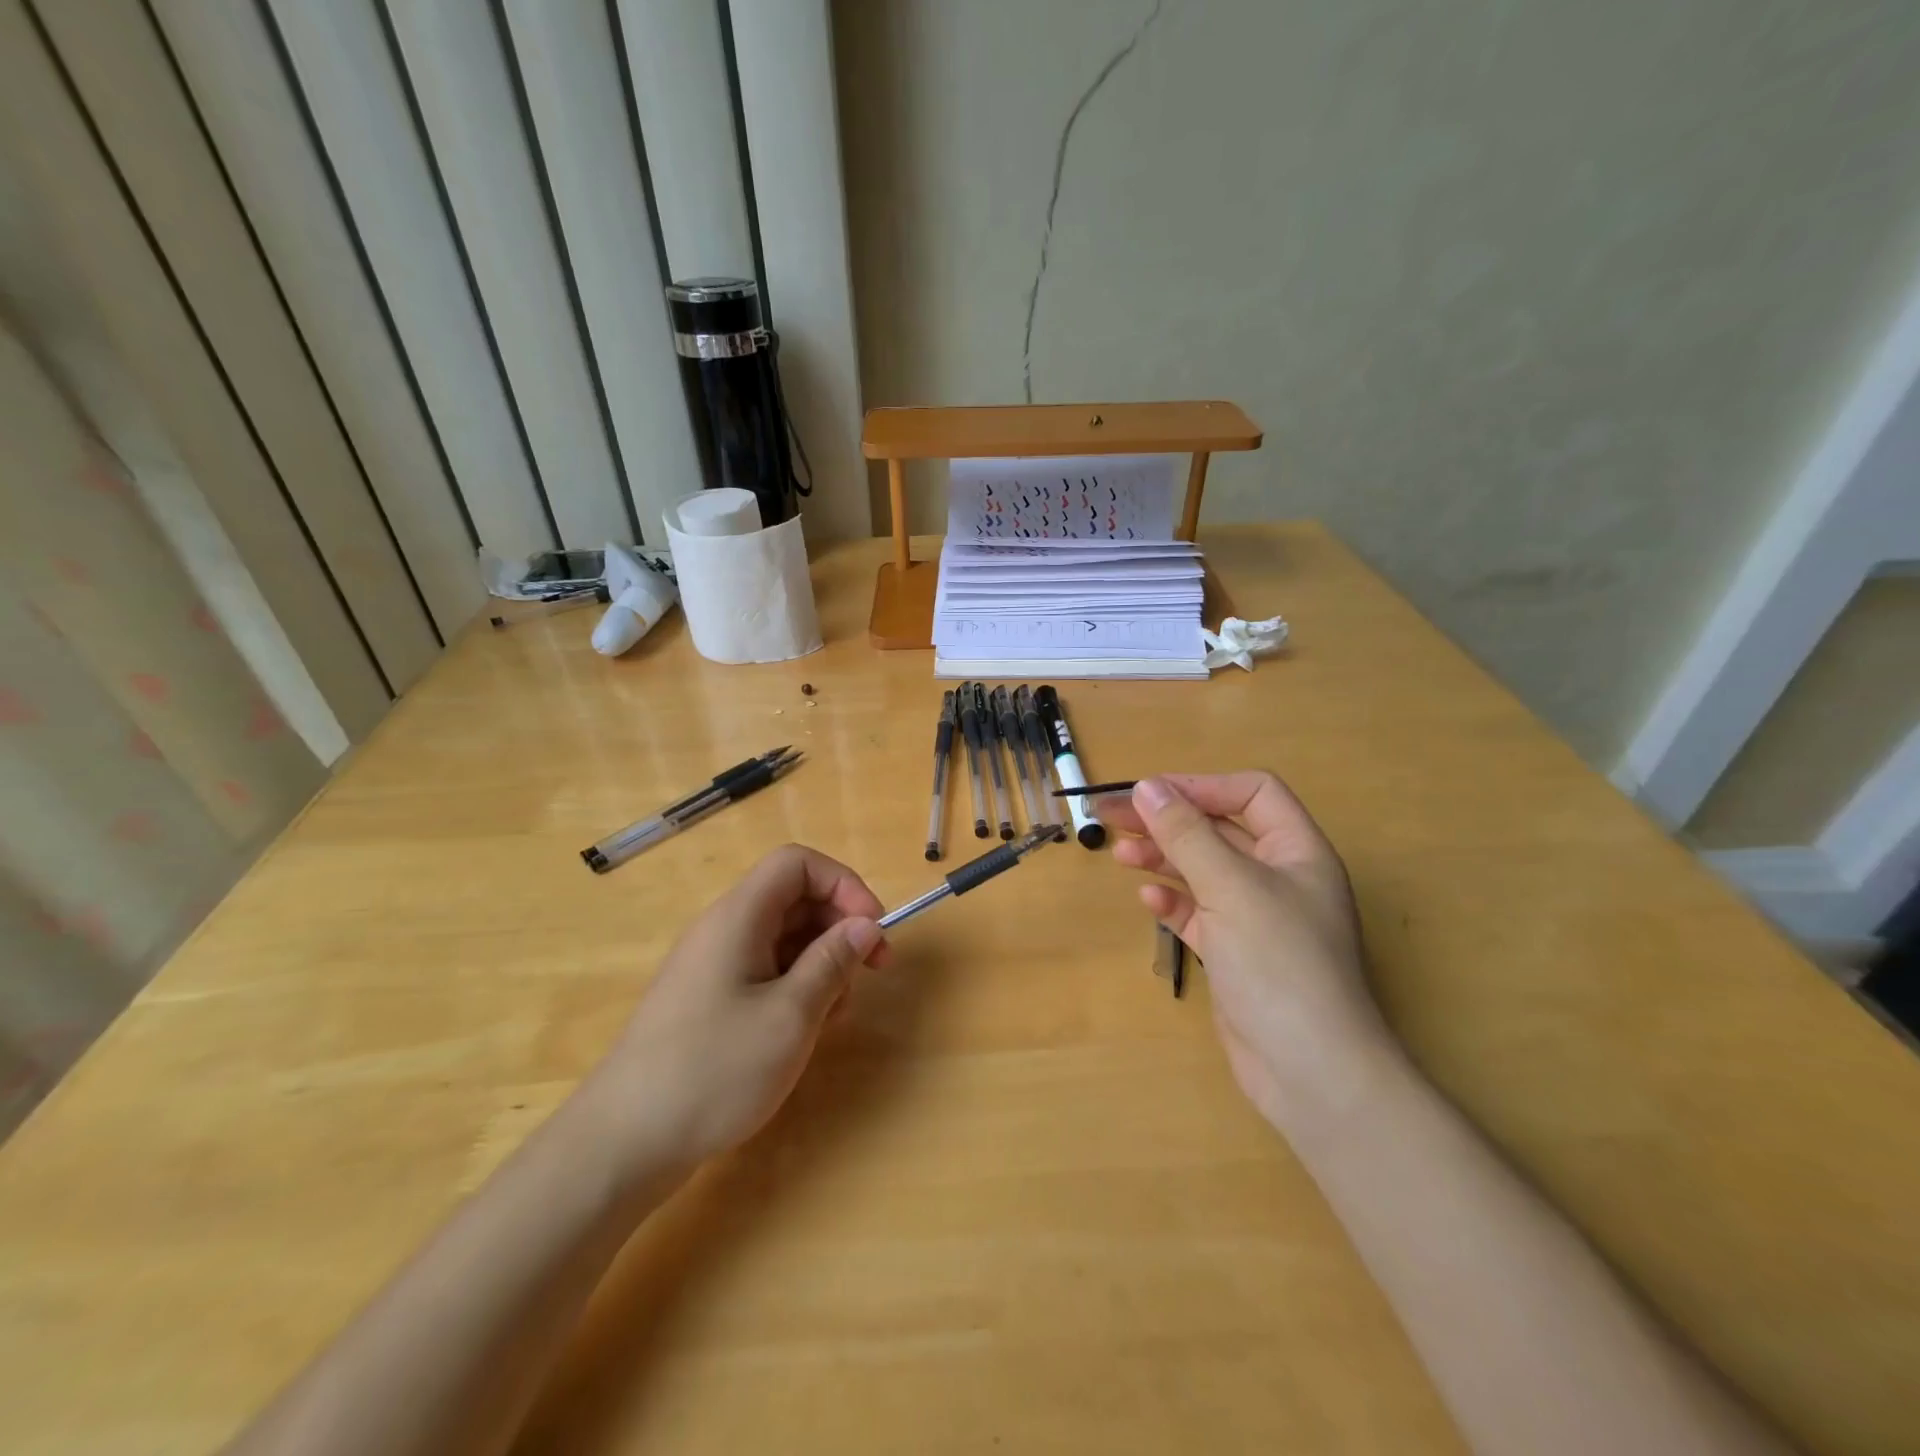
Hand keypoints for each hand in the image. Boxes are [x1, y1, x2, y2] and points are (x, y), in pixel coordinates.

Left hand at [595, 844, 887, 1170]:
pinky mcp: (711, 1000)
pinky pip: (766, 971)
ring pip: (785, 938)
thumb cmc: (714, 1070)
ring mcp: (715, 965)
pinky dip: (797, 988)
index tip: (872, 929)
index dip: (843, 884)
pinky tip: (806, 1030)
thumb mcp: (790, 1016)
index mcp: (739, 917)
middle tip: (872, 973)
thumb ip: (833, 961)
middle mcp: (725, 929)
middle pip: (795, 899)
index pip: (798, 863)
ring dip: (822, 963)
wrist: (624, 1143)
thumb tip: (865, 924)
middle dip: (840, 927)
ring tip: (835, 1014)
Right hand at [1101, 774, 1394, 1127]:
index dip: (1202, 786)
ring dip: (1163, 858)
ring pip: (1204, 870)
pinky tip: (1148, 902)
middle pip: (1219, 830)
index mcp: (1297, 850)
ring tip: (1120, 854)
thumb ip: (1186, 834)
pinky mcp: (1237, 954)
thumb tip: (1147, 787)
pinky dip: (1173, 902)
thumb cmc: (1279, 963)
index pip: (1252, 793)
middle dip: (1169, 820)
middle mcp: (1280, 877)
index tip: (1150, 794)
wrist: (1311, 1072)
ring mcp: (1258, 918)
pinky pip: (1199, 913)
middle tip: (1111, 816)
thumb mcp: (1230, 887)